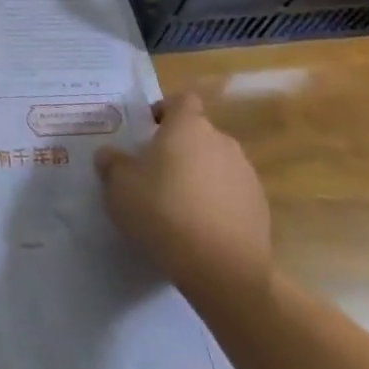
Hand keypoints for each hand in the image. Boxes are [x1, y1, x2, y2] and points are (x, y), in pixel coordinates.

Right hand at [95, 93, 272, 305]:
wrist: (221, 268)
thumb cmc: (162, 211)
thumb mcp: (119, 186)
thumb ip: (112, 163)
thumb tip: (109, 154)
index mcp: (188, 127)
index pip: (182, 100)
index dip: (164, 110)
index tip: (147, 131)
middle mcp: (222, 142)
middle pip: (198, 134)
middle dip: (178, 148)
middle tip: (153, 172)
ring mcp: (246, 174)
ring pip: (215, 164)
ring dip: (198, 175)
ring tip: (176, 204)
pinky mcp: (260, 206)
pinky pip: (230, 193)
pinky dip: (215, 202)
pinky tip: (198, 227)